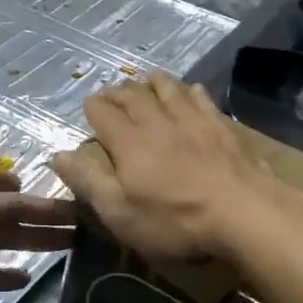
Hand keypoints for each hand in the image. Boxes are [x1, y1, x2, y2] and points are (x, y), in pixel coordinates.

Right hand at [51, 76, 273, 263]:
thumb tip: (59, 154)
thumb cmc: (175, 221)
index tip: (89, 107)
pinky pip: (201, 98)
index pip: (103, 113)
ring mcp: (193, 120)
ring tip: (146, 80)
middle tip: (113, 93)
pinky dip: (189, 91)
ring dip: (152, 83)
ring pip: (168, 89)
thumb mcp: (121, 213)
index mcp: (129, 142)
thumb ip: (89, 181)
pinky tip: (191, 90)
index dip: (93, 108)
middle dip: (118, 92)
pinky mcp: (222, 126)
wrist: (243, 213)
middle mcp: (158, 122)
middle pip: (133, 96)